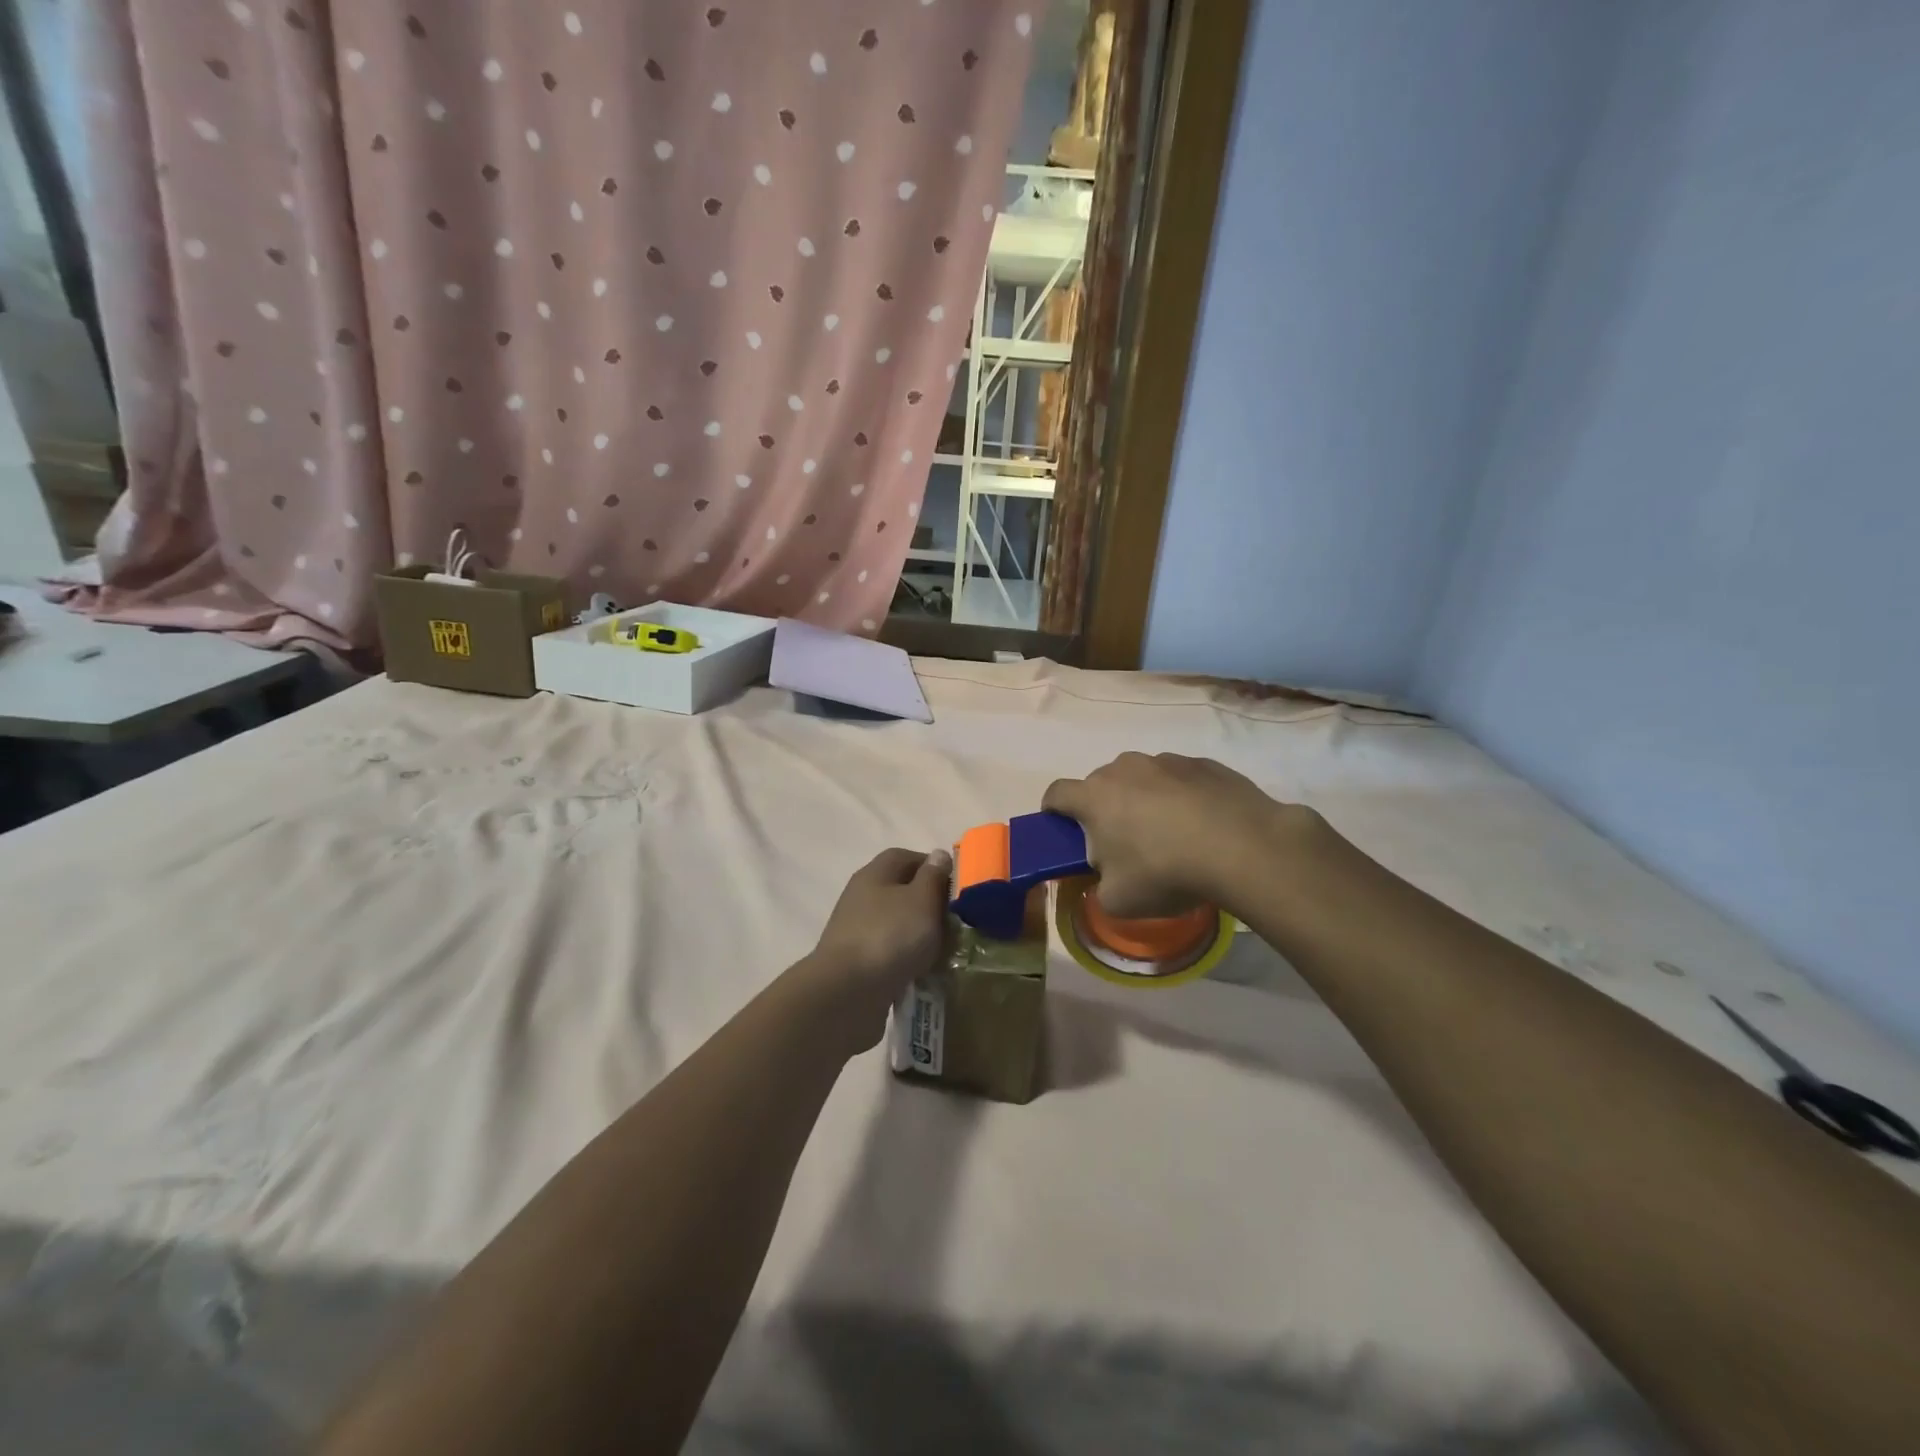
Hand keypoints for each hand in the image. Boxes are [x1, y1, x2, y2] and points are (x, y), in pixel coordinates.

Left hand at [791, 847, 950, 1054]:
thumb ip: (933, 876)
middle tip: (957, 921)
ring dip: (919, 935)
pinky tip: (924, 973)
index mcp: (875, 874)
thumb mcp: (921, 900)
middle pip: (901, 891)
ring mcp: (857, 931)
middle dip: (929, 904)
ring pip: (896, 924)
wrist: (847, 993)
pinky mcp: (857, 963)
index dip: (932, 866)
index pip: (905, 857)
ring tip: (946, 950)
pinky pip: (890, 954)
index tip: (956, 886)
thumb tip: (938, 855)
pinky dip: (907, 960)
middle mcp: (862, 897)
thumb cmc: (889, 936)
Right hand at [1043, 752, 1309, 917]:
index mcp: (1094, 797)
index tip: (1063, 831)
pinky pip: (1180, 779)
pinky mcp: (1204, 763)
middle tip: (1123, 844)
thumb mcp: (1118, 901)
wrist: (1243, 847)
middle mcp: (1125, 768)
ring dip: (1144, 800)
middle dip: (1104, 809)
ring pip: (1142, 778)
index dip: (1053, 812)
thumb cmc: (1166, 872)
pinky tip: (1203, 826)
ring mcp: (1166, 760)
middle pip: (1101, 785)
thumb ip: (1100, 886)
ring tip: (1171, 835)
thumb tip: (1106, 878)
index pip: (1055, 793)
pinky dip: (1181, 797)